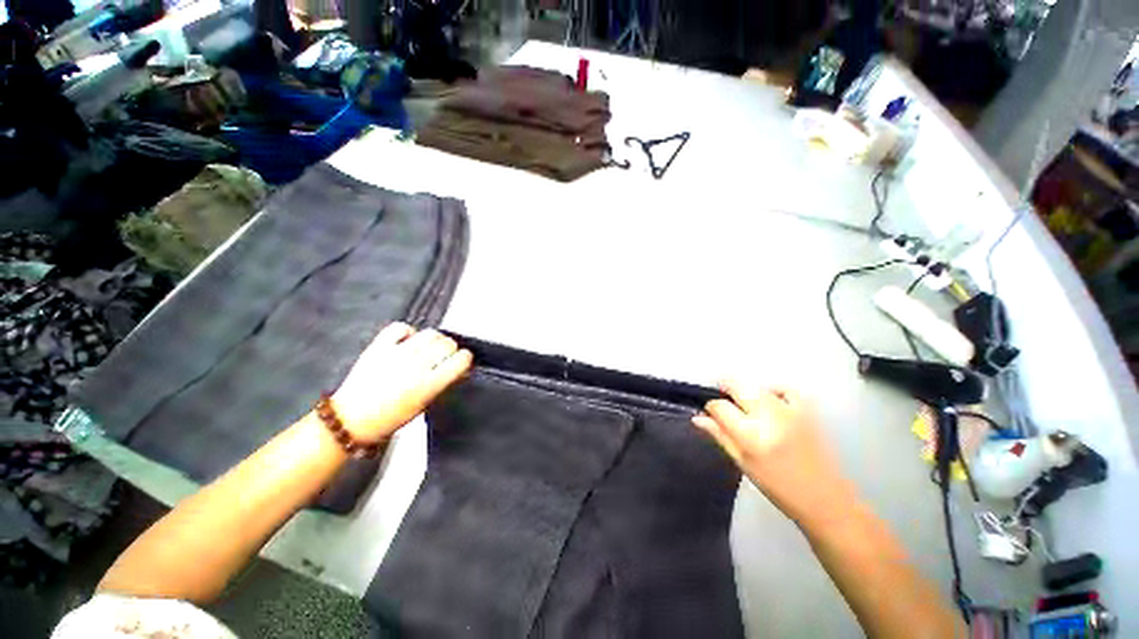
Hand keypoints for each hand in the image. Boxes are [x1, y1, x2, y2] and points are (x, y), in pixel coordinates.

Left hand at [331, 323, 472, 442]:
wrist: (350, 420)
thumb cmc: (390, 418)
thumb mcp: (425, 404)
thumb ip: (443, 383)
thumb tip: (457, 367)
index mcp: (429, 384)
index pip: (461, 359)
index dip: (465, 359)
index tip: (462, 362)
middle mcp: (416, 366)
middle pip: (447, 343)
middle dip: (451, 349)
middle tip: (445, 357)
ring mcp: (397, 354)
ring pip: (430, 333)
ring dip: (434, 339)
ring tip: (429, 348)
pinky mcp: (379, 346)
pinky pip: (401, 327)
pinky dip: (408, 332)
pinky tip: (408, 340)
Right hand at [693, 382, 854, 524]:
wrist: (824, 498)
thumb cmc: (777, 486)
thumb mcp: (742, 463)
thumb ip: (719, 435)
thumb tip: (697, 417)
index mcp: (750, 435)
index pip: (719, 406)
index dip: (710, 407)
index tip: (711, 413)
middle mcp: (768, 416)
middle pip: (736, 385)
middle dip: (724, 390)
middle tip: (726, 405)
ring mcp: (789, 410)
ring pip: (756, 386)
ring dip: (746, 393)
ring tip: (749, 410)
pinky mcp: (807, 409)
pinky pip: (784, 388)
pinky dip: (773, 391)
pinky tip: (771, 402)